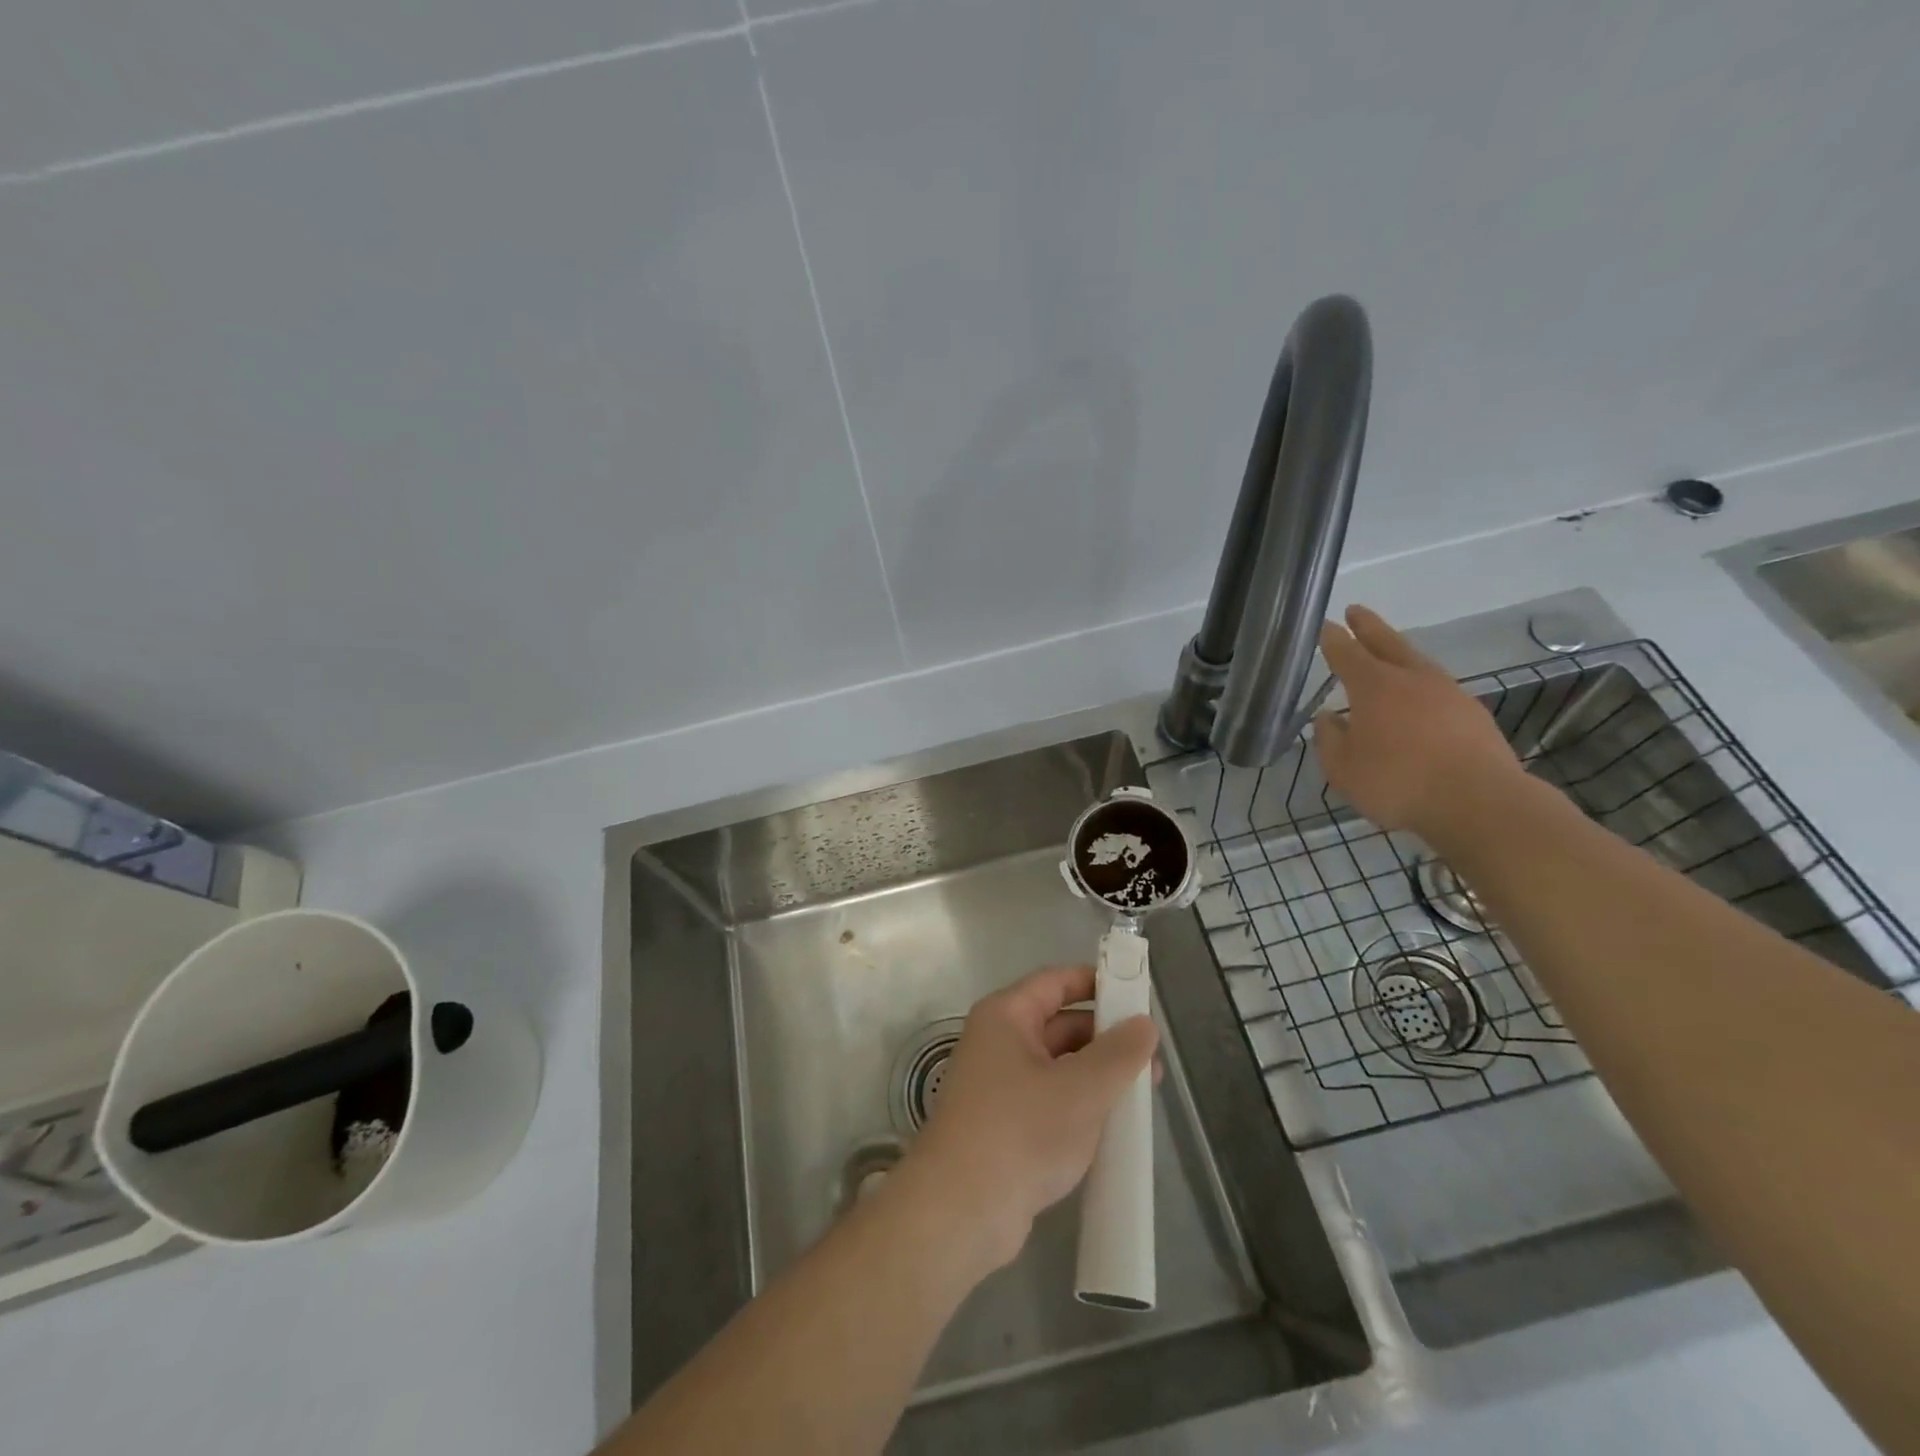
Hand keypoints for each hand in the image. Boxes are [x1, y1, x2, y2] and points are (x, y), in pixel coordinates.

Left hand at [895, 964, 1157, 1275]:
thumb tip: (1144, 1023)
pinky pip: (1050, 1099)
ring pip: (1058, 1066)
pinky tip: (1113, 1126)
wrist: (962, 1210)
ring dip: (1097, 1076)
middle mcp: (998, 1041)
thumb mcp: (1081, 1089)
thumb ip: (1119, 1053)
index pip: (1056, 981)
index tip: (1138, 996)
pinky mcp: (1004, 1124)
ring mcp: (999, 1084)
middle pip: (1059, 1024)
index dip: (1097, 983)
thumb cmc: (1021, 1131)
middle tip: (1152, 1059)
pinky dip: (1080, 1105)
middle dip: (1106, 1039)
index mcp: (1006, 1016)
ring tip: (1144, 1096)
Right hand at [1314, 605, 1525, 835]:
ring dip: (1398, 652)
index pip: (1346, 653)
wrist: (1479, 802)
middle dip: (1368, 627)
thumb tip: (1327, 718)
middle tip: (1355, 611)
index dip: (1333, 639)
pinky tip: (1418, 697)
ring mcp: (1448, 693)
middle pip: (1387, 643)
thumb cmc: (1398, 783)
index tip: (1324, 626)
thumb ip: (1330, 739)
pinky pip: (1438, 687)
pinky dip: (1421, 684)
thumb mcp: (1343, 769)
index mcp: (1374, 687)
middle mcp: (1411, 679)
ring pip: (1417, 662)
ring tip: (1387, 651)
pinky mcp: (1472, 713)